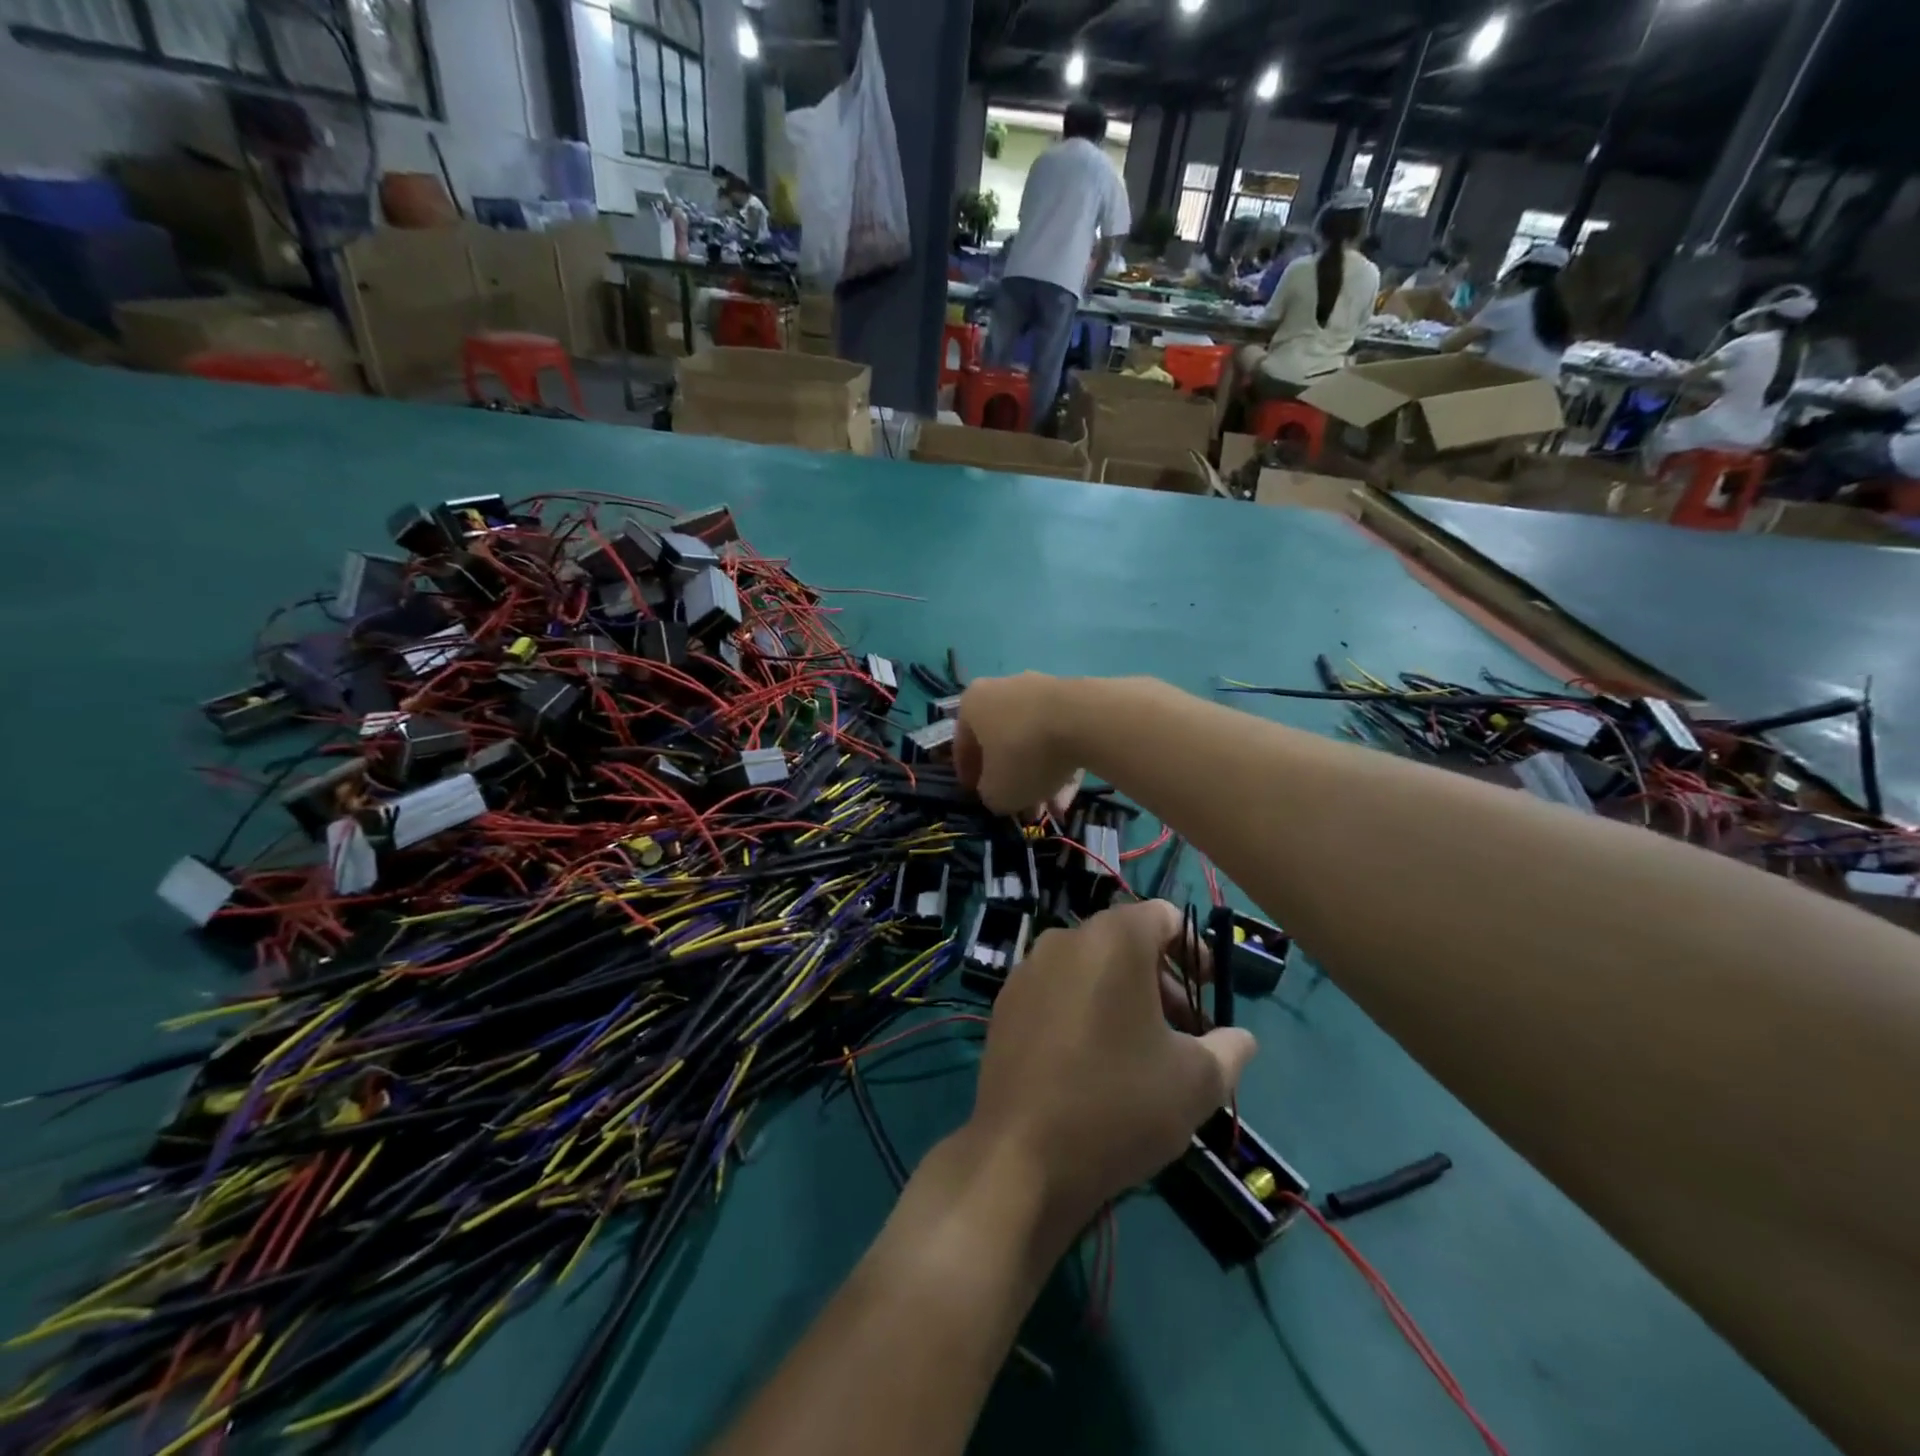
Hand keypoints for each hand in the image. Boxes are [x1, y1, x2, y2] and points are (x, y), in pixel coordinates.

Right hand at [954, 674, 1084, 815]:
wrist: (1085, 721)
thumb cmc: (1023, 754)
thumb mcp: (997, 792)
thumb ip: (990, 796)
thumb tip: (997, 792)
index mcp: (973, 704)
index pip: (962, 745)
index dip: (968, 776)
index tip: (977, 797)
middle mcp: (1003, 690)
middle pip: (1002, 742)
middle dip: (1011, 779)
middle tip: (1020, 808)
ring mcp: (1040, 690)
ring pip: (1033, 742)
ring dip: (1039, 777)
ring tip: (1051, 808)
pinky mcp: (1073, 699)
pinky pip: (1060, 737)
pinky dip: (1061, 765)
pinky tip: (1070, 794)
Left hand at [967, 900, 1257, 1237]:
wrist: (1021, 1156)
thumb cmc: (1118, 1105)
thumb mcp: (1196, 1082)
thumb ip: (1229, 1049)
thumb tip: (1240, 1039)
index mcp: (1112, 940)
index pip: (1163, 916)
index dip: (1194, 949)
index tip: (1209, 992)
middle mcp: (1064, 940)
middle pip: (1125, 942)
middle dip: (1162, 979)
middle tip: (1185, 1032)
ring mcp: (1028, 971)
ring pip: (1090, 967)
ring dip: (1124, 996)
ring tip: (1143, 1052)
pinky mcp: (1005, 1003)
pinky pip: (1058, 990)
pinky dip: (1084, 1008)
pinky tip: (1094, 1062)